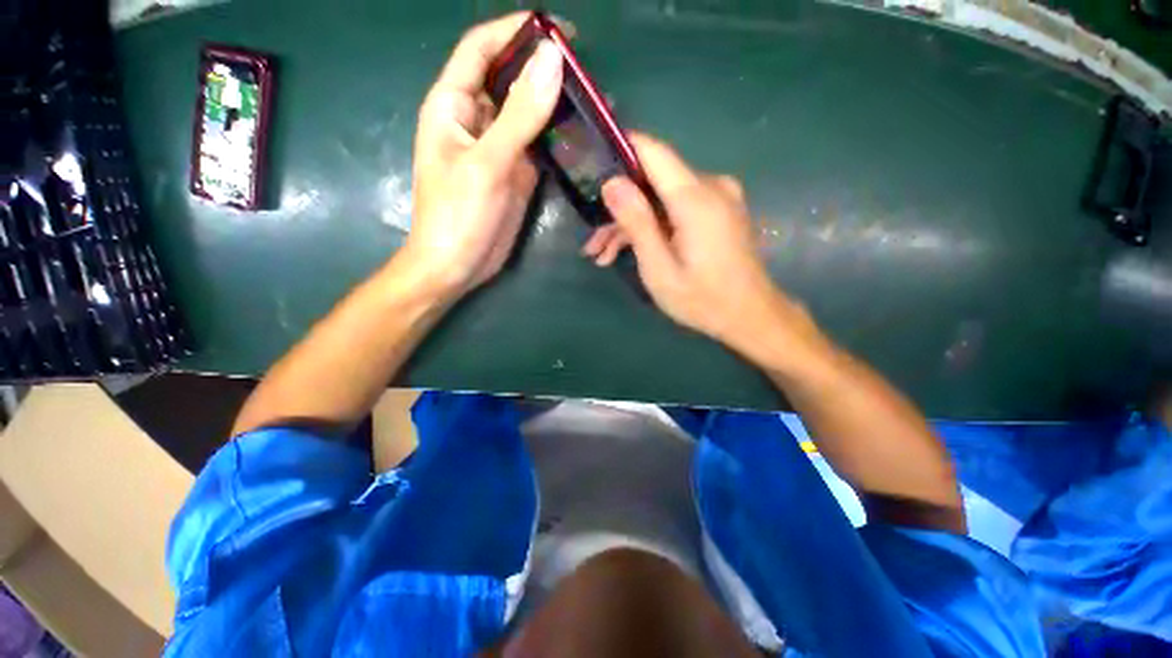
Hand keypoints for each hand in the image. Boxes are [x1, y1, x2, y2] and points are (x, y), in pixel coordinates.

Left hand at [405, 13, 563, 295]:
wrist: (457, 266)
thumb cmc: (458, 216)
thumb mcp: (487, 163)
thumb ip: (520, 115)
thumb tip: (552, 59)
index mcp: (453, 105)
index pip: (482, 50)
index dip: (515, 32)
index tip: (559, 31)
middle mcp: (477, 120)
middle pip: (510, 80)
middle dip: (543, 70)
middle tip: (587, 73)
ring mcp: (500, 149)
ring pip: (529, 114)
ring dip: (557, 106)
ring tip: (594, 102)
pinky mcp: (517, 173)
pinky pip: (539, 146)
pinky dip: (559, 139)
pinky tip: (583, 137)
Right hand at [598, 134, 816, 354]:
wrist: (750, 316)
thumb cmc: (703, 299)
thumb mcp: (660, 268)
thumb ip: (637, 223)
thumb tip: (611, 183)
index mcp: (696, 198)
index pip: (652, 151)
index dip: (620, 151)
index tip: (590, 165)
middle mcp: (710, 186)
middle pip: (652, 181)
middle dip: (619, 209)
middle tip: (593, 243)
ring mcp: (718, 197)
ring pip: (662, 198)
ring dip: (632, 223)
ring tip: (603, 255)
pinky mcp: (718, 211)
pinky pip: (678, 208)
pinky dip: (655, 226)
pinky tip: (632, 252)